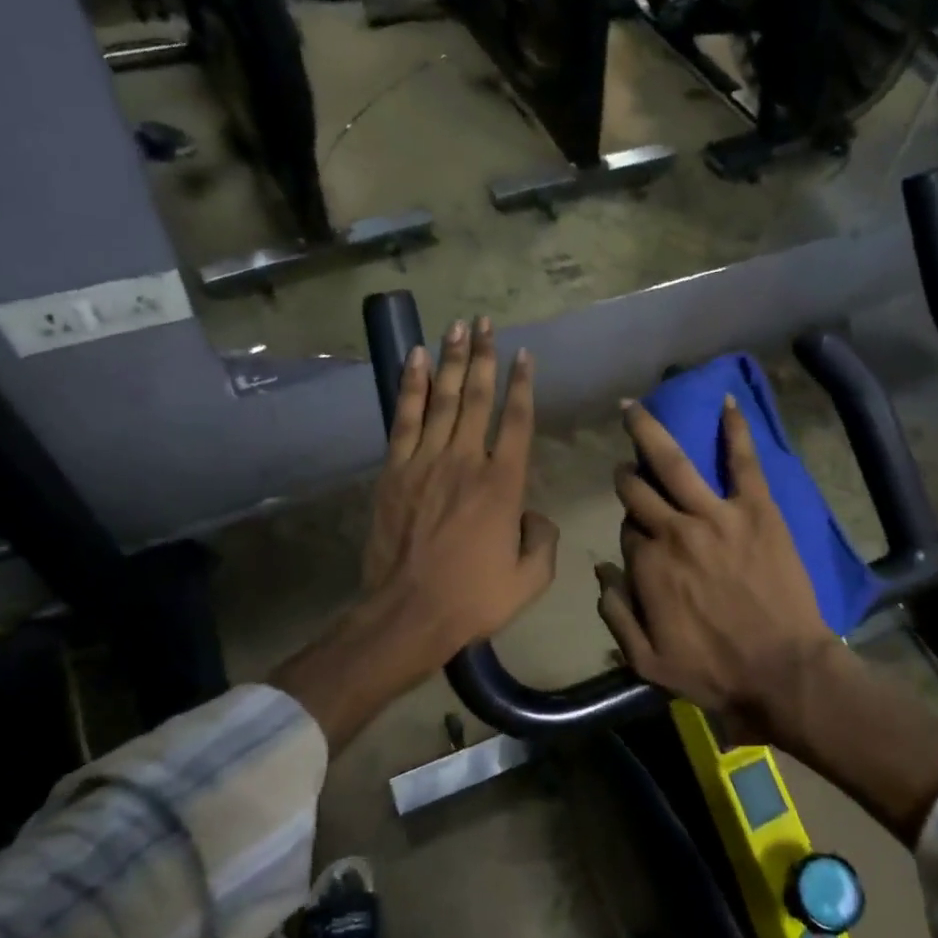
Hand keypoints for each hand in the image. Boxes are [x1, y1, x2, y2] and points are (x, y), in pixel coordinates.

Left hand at [363, 315, 558, 670]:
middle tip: (486, 323)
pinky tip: (416, 360)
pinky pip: (405, 419)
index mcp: (504, 484)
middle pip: (478, 398)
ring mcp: (426, 462)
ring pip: (443, 400)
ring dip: (452, 360)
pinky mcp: (394, 471)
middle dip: (485, 357)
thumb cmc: (474, 598)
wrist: (408, 613)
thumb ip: (542, 538)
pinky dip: (412, 387)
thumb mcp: (530, 578)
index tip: (525, 355)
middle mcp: (466, 461)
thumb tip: (532, 513)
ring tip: (458, 327)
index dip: (523, 385)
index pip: (517, 421)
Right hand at [596, 396, 837, 739]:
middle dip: (628, 477)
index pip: (627, 532)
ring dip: (649, 432)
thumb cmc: (714, 673)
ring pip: (674, 463)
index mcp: (647, 566)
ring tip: (635, 407)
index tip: (639, 536)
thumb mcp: (646, 662)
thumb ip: (615, 614)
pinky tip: (728, 402)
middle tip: (628, 469)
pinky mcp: (757, 510)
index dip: (631, 532)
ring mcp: (716, 516)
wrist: (783, 672)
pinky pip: (743, 462)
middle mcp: (674, 531)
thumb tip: (601, 572)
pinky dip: (735, 430)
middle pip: (639, 491)